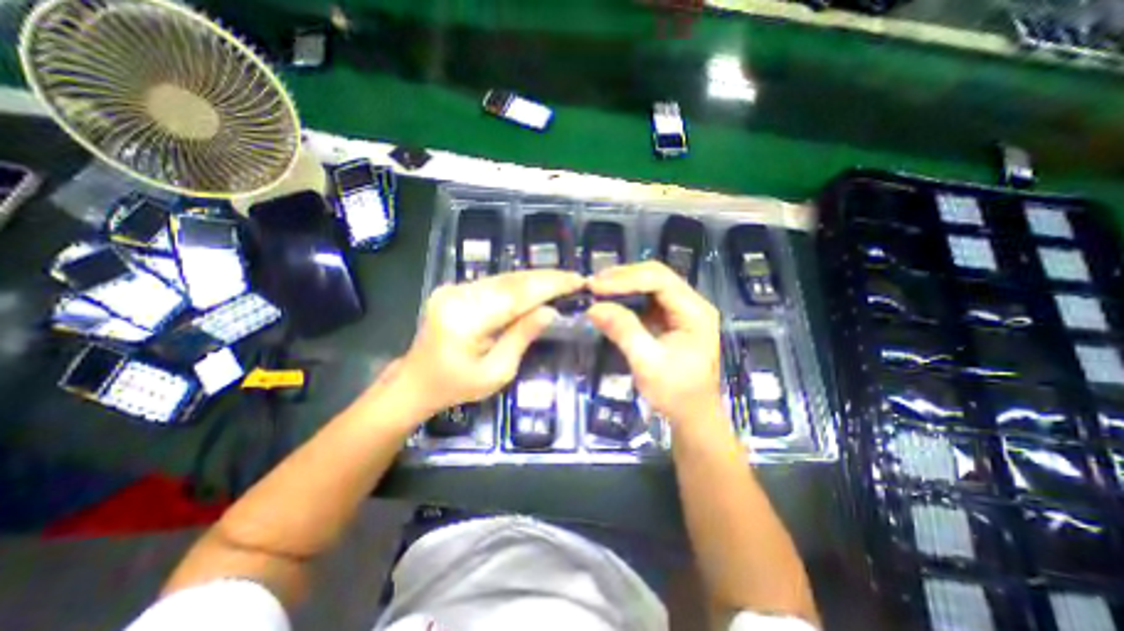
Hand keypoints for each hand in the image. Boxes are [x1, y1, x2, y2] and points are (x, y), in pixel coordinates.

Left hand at [395, 268, 584, 413]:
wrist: (415, 381)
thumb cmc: (456, 386)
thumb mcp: (496, 372)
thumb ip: (522, 337)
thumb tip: (550, 311)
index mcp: (465, 320)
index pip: (515, 295)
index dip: (549, 286)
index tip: (576, 281)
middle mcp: (457, 295)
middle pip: (510, 281)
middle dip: (546, 278)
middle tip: (574, 278)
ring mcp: (453, 289)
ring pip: (504, 278)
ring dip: (534, 278)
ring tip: (562, 280)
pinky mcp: (455, 289)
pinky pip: (494, 283)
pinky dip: (519, 284)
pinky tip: (537, 285)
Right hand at [585, 261, 723, 432]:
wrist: (692, 415)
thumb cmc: (675, 393)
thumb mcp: (647, 364)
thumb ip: (623, 331)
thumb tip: (593, 307)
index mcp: (695, 312)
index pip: (660, 280)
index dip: (626, 279)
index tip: (596, 286)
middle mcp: (691, 304)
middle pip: (656, 276)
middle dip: (623, 278)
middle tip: (593, 285)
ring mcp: (681, 310)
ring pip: (650, 284)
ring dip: (623, 284)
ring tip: (596, 289)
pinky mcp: (670, 318)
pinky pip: (647, 299)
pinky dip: (626, 297)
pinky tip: (609, 300)